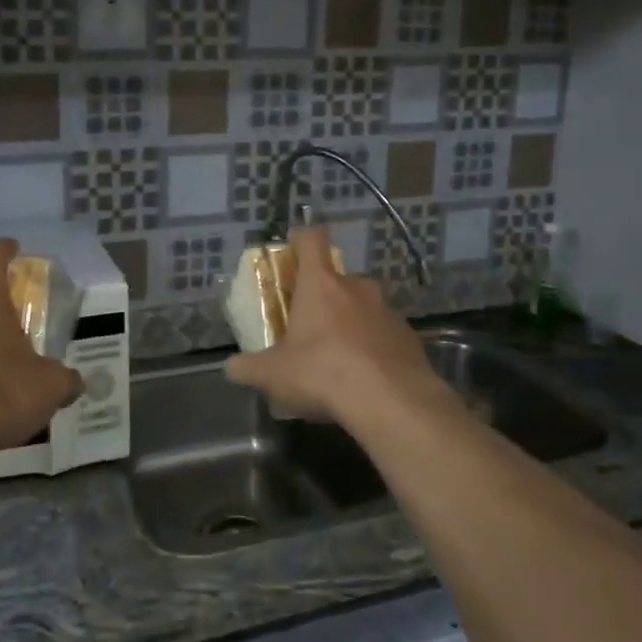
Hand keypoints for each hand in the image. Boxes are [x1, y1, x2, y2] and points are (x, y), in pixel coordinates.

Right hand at [224, 225, 449, 429]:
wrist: (392, 402)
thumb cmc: (323, 373)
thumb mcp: (272, 375)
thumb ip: (248, 367)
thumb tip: (231, 367)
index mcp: (321, 284)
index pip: (312, 239)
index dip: (301, 238)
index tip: (293, 249)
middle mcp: (357, 288)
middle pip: (338, 279)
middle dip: (324, 296)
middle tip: (310, 325)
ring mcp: (388, 311)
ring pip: (364, 307)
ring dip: (351, 323)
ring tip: (339, 357)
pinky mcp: (410, 338)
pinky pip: (385, 335)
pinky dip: (374, 348)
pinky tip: (366, 377)